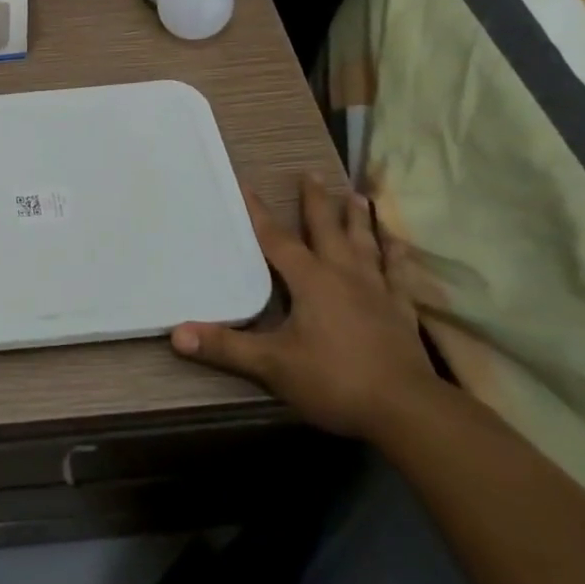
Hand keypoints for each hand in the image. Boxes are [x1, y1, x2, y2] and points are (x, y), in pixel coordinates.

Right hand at [172, 174, 438, 437]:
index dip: (259, 213)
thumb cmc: (335, 380)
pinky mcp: (401, 312)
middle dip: (317, 201)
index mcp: (310, 280)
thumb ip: (226, 348)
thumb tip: (176, 334)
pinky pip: (397, 276)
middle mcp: (343, 274)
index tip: (247, 185)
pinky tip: (399, 246)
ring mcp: (377, 291)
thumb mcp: (273, 366)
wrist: (408, 411)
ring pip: (364, 245)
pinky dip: (396, 259)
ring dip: (358, 220)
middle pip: (326, 229)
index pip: (277, 239)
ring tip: (357, 195)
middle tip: (312, 173)